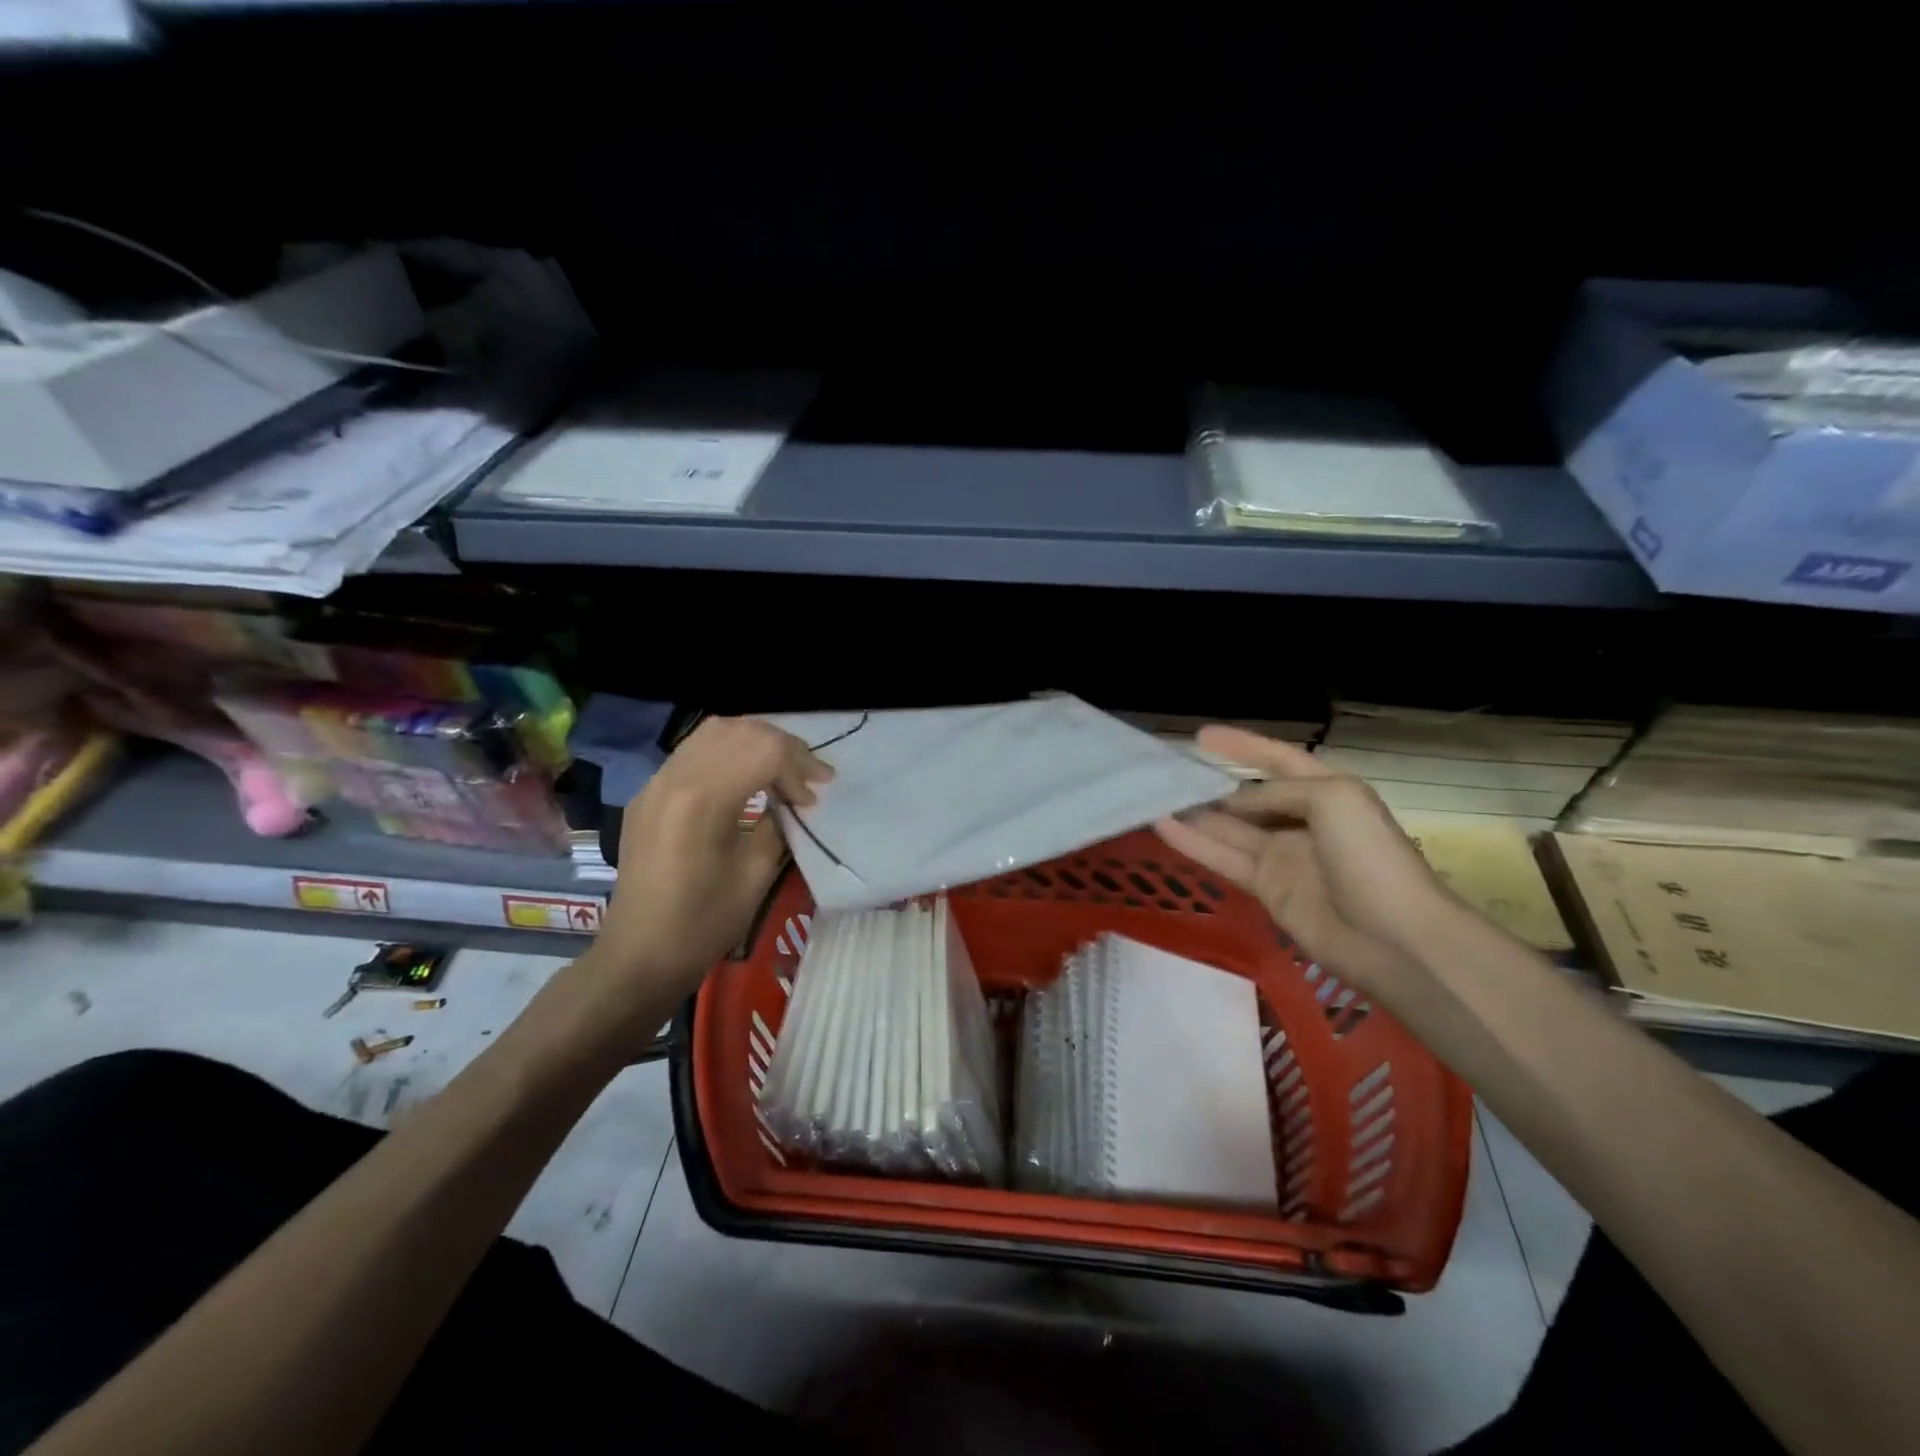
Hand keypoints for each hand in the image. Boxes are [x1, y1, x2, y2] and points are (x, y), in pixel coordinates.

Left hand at [591, 717, 831, 1002]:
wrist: (639, 955)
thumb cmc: (703, 923)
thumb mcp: (755, 874)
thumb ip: (777, 824)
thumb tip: (791, 801)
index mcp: (701, 800)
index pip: (764, 751)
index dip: (799, 766)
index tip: (816, 795)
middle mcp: (674, 777)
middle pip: (741, 731)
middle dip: (783, 747)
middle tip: (809, 776)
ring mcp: (656, 782)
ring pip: (715, 731)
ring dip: (756, 742)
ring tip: (782, 770)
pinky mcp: (649, 793)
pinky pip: (694, 751)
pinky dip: (729, 751)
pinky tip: (746, 778)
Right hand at [1154, 726, 1456, 996]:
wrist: (1394, 937)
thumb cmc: (1370, 856)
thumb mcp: (1332, 798)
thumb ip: (1276, 792)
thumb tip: (1233, 803)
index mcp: (1327, 791)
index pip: (1278, 759)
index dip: (1242, 746)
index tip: (1201, 736)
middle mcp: (1302, 820)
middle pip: (1248, 796)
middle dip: (1211, 784)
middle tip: (1167, 773)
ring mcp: (1283, 856)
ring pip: (1229, 828)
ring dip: (1194, 814)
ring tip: (1154, 797)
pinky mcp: (1267, 889)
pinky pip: (1224, 859)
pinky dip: (1193, 843)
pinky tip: (1162, 827)